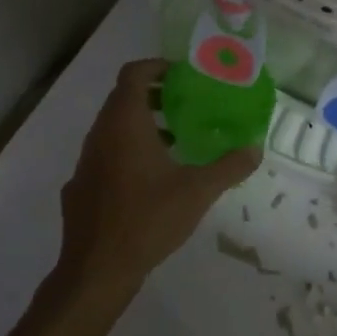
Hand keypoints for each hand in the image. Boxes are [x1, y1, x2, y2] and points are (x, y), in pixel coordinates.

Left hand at [58, 59, 260, 298]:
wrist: (97, 269)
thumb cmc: (147, 219)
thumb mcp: (197, 192)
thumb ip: (229, 166)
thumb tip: (256, 148)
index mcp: (124, 123)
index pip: (134, 73)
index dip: (157, 66)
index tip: (182, 75)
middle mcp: (100, 134)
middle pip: (123, 98)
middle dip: (155, 96)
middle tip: (187, 106)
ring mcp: (86, 161)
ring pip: (113, 128)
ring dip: (142, 125)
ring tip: (175, 142)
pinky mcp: (80, 186)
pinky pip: (105, 154)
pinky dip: (127, 152)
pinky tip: (150, 180)